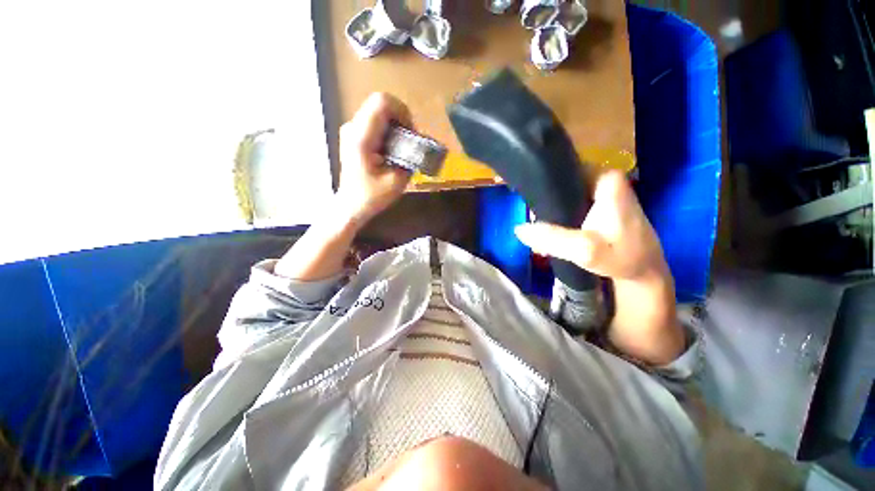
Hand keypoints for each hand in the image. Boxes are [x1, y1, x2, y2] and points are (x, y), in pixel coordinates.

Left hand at [336, 93, 413, 226]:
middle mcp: (353, 127)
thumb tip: (418, 145)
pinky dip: (388, 130)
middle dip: (401, 118)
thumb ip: (409, 159)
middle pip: (381, 103)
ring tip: (401, 147)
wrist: (351, 206)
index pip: (382, 102)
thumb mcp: (397, 181)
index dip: (402, 111)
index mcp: (361, 137)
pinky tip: (391, 150)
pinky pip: (375, 122)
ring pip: (378, 111)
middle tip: (409, 140)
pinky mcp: (354, 136)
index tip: (411, 132)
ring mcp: (351, 130)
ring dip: (395, 125)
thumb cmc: (372, 197)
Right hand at [514, 171, 684, 364]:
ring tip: (537, 233)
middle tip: (530, 224)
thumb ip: (553, 239)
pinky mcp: (597, 205)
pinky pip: (568, 204)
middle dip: (542, 204)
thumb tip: (519, 229)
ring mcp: (600, 191)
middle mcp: (602, 178)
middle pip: (560, 183)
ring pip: (562, 195)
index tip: (525, 202)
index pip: (562, 169)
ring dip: (547, 214)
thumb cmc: (622, 258)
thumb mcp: (586, 250)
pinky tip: (548, 233)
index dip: (540, 184)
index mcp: (605, 178)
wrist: (643, 272)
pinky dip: (556, 217)